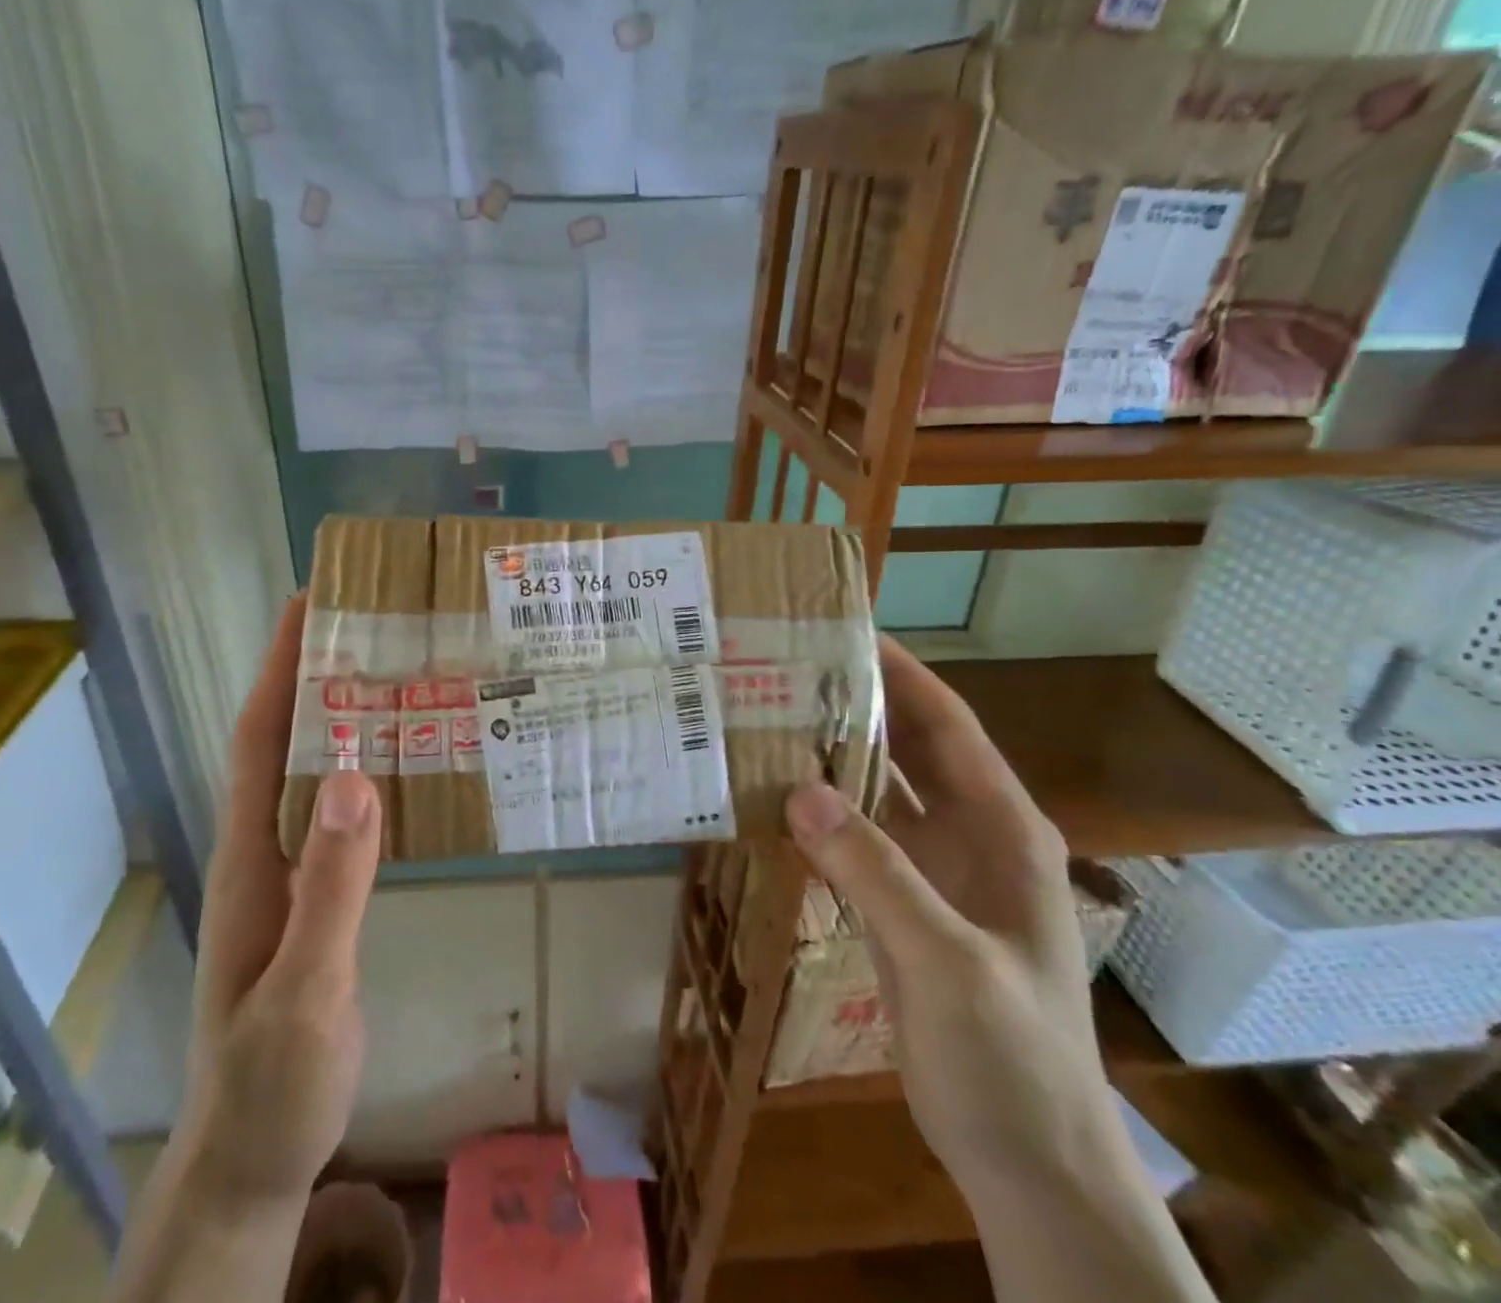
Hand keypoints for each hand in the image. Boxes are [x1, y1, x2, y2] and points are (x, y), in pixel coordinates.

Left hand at [182, 595, 383, 1207]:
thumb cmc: (272, 1082)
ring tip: (394, 674)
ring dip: (338, 717)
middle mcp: (262, 850)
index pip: (257, 739)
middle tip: (370, 624)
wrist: (254, 1159)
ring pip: (309, 774)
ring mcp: (287, 875)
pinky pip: (336, 813)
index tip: (306, 604)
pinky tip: (400, 767)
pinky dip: (361, 772)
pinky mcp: (313, 898)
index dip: (276, 668)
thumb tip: (352, 775)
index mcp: (250, 857)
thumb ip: (330, 886)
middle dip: (311, 674)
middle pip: (281, 742)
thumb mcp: (306, 989)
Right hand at [784, 636, 1111, 1196]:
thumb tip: (798, 790)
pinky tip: (773, 800)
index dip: (901, 675)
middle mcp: (969, 837)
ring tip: (767, 719)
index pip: (947, 727)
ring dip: (832, 758)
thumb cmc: (1012, 1059)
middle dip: (855, 706)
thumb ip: (876, 873)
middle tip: (784, 669)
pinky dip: (820, 816)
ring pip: (877, 794)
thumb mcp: (947, 961)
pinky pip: (857, 841)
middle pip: (908, 750)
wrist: (1029, 1164)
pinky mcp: (903, 906)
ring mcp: (935, 873)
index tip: (842, 632)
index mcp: (1002, 830)